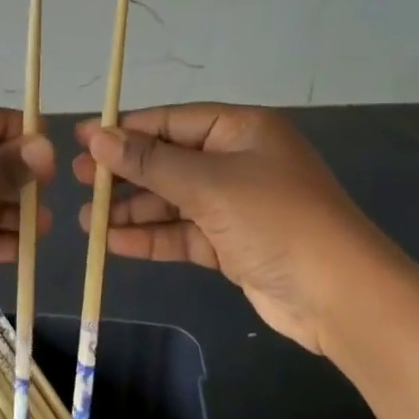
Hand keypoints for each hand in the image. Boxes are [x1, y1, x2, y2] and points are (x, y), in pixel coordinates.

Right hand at [73, 104, 382, 353]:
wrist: (342, 298)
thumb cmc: (276, 219)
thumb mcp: (209, 184)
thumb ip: (151, 162)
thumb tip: (98, 138)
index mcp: (241, 129)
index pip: (172, 121)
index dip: (126, 129)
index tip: (82, 137)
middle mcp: (238, 160)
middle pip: (169, 160)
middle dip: (125, 171)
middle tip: (76, 178)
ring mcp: (236, 204)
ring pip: (173, 199)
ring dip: (133, 209)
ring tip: (85, 219)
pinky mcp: (233, 244)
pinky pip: (184, 233)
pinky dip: (152, 237)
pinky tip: (114, 242)